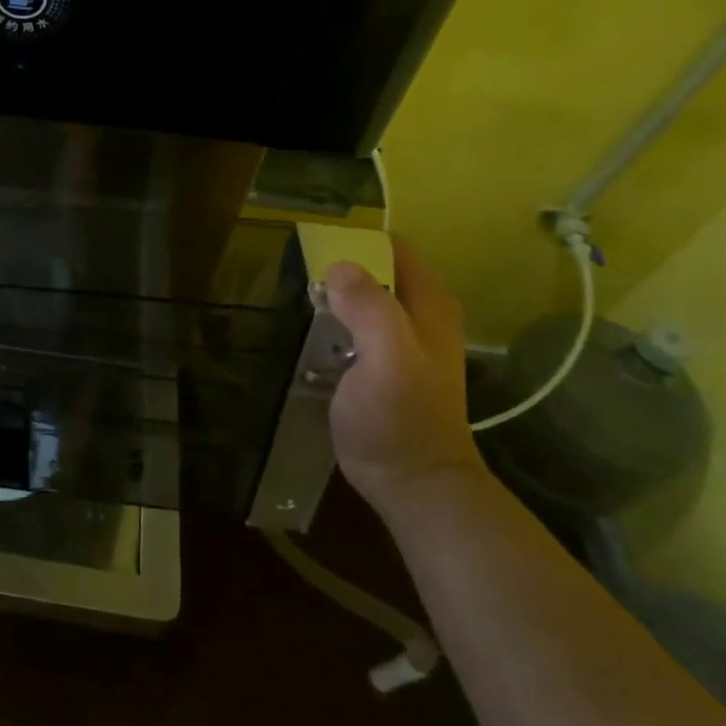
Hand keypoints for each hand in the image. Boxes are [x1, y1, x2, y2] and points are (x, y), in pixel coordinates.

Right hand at [324, 239, 486, 511]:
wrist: (413, 483)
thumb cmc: (401, 419)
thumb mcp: (387, 358)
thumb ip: (369, 309)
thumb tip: (339, 265)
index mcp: (428, 306)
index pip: (393, 249)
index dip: (356, 241)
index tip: (315, 246)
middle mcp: (419, 316)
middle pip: (377, 271)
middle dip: (340, 265)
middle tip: (297, 272)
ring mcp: (400, 342)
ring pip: (364, 298)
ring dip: (334, 293)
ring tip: (297, 295)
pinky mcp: (379, 365)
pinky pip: (354, 326)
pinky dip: (333, 319)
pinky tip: (310, 329)